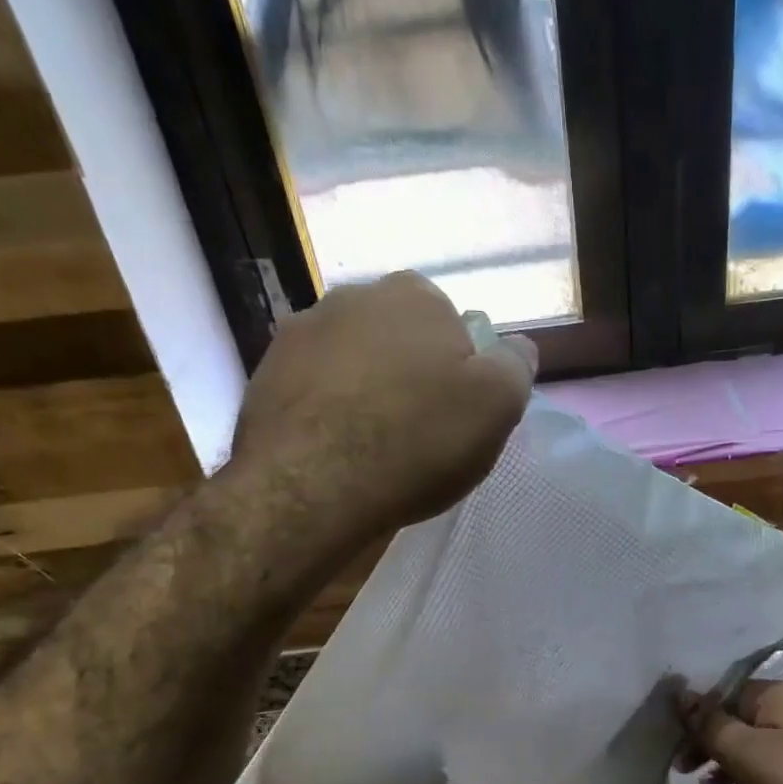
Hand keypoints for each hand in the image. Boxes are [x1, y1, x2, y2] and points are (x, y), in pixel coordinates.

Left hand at [229, 272, 535, 537]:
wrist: (310, 487)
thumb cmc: (417, 442)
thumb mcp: (496, 406)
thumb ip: (515, 366)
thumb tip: (518, 347)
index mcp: (414, 296)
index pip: (452, 324)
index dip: (461, 369)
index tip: (459, 412)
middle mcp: (351, 297)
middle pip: (399, 339)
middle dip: (412, 373)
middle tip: (420, 431)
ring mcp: (300, 332)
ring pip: (354, 361)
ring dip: (367, 390)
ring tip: (374, 446)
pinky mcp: (264, 374)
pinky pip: (315, 388)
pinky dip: (329, 410)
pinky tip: (337, 451)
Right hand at [677, 679, 782, 783]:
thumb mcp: (745, 752)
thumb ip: (709, 724)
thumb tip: (680, 693)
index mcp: (773, 693)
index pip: (720, 694)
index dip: (693, 718)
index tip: (673, 746)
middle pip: (736, 718)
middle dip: (709, 743)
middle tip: (684, 771)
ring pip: (755, 743)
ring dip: (730, 763)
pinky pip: (776, 763)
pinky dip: (757, 777)